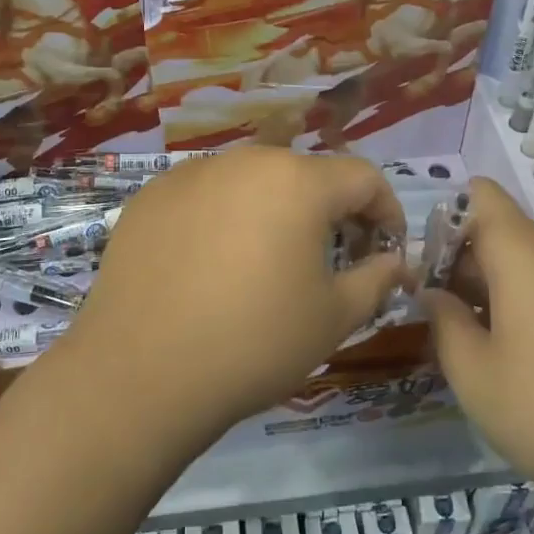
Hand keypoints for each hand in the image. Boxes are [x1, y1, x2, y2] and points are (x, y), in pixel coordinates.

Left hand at [65, 148, 410, 453]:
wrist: (140, 373)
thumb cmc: (253, 343)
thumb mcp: (333, 317)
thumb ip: (376, 278)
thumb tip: (394, 262)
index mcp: (297, 181)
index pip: (362, 178)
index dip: (385, 211)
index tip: (384, 250)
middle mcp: (245, 160)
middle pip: (305, 174)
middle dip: (329, 211)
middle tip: (329, 259)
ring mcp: (190, 173)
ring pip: (252, 181)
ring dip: (274, 211)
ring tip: (266, 262)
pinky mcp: (150, 195)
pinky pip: (205, 195)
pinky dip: (223, 217)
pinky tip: (209, 264)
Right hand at [423, 179, 533, 513]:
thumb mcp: (477, 378)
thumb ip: (444, 325)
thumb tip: (434, 294)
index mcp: (522, 250)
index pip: (482, 195)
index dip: (450, 219)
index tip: (435, 271)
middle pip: (507, 233)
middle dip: (473, 266)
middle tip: (457, 325)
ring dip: (509, 292)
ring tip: (500, 354)